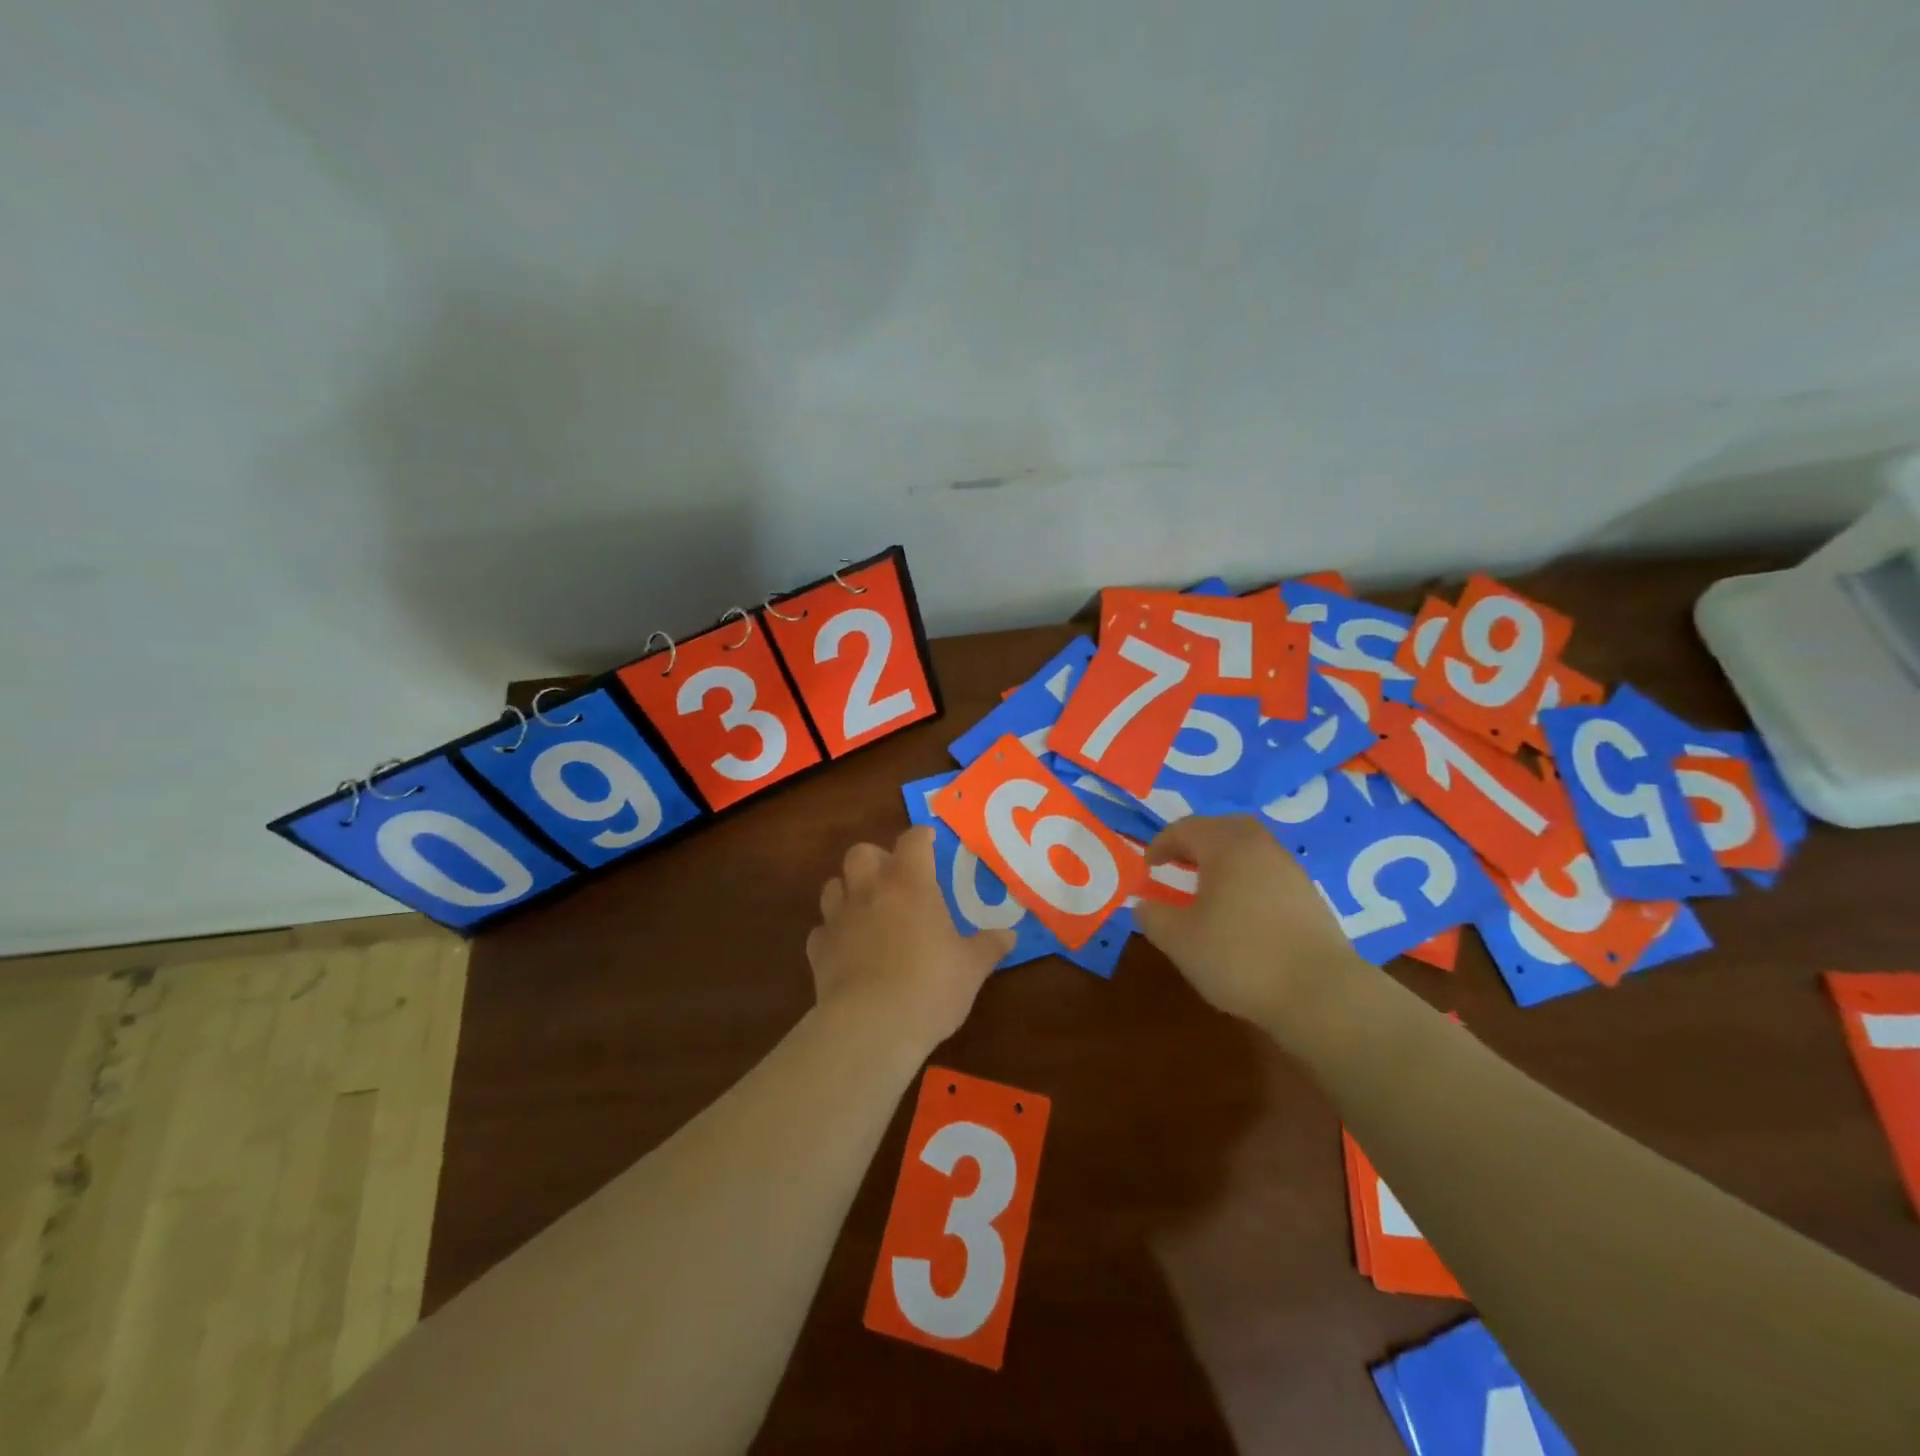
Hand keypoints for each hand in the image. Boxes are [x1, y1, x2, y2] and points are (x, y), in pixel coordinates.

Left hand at [808, 827, 1014, 1054]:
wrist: (871, 1026)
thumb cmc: (930, 987)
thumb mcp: (971, 968)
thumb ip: (989, 946)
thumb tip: (1009, 935)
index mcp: (910, 885)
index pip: (912, 841)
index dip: (921, 837)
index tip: (930, 841)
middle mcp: (870, 891)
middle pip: (861, 852)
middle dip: (876, 858)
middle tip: (894, 878)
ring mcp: (839, 919)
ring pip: (833, 885)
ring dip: (849, 890)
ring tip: (867, 909)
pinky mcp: (818, 951)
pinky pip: (822, 929)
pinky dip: (833, 933)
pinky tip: (847, 949)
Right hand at [1132, 814, 1365, 1029]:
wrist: (1320, 994)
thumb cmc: (1240, 958)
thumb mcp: (1179, 941)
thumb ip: (1153, 917)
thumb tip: (1144, 905)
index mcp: (1226, 847)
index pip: (1186, 829)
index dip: (1161, 844)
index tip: (1147, 865)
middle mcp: (1260, 847)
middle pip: (1224, 827)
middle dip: (1197, 840)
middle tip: (1178, 862)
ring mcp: (1290, 870)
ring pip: (1250, 848)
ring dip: (1224, 858)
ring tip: (1207, 885)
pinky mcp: (1309, 896)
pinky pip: (1268, 871)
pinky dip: (1247, 878)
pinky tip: (1240, 909)